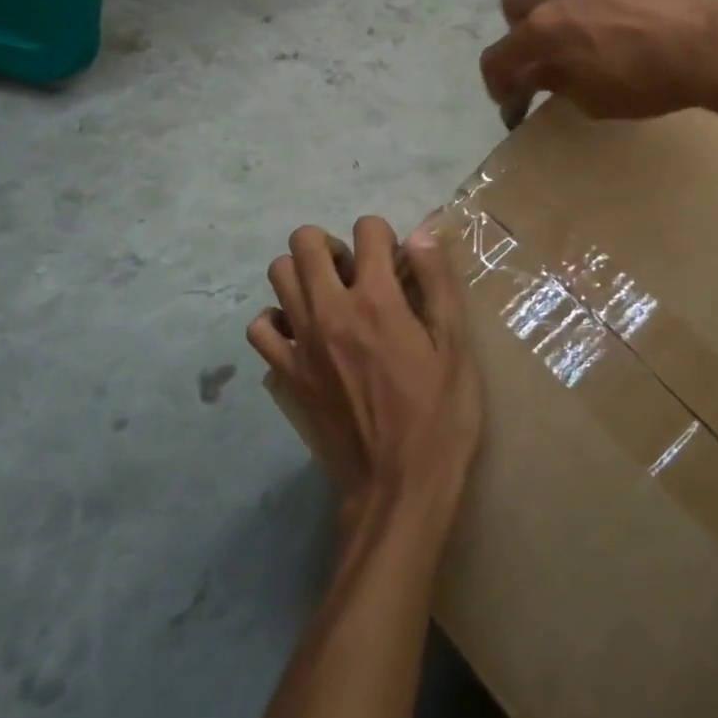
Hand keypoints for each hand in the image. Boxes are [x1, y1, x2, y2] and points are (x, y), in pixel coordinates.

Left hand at [249, 219, 481, 523]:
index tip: (395, 262)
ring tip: (330, 297)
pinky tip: (303, 333)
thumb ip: (438, 285)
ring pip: (278, 274)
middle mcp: (330, 310)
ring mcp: (301, 342)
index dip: (383, 235)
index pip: (366, 229)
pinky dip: (277, 320)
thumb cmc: (439, 417)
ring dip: (303, 274)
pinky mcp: (287, 374)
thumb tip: (421, 234)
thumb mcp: (456, 348)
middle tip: (356, 273)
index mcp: (377, 300)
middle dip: (332, 244)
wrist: (398, 488)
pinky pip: (260, 328)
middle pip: (304, 241)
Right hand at [479, 0, 717, 119]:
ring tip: (552, 9)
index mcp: (541, 33)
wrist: (705, 46)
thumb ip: (555, 83)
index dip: (497, 83)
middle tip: (540, 57)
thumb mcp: (591, 100)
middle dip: (517, 36)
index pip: (497, 58)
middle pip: (510, 7)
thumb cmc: (646, 83)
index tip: (512, 100)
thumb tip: (535, 76)